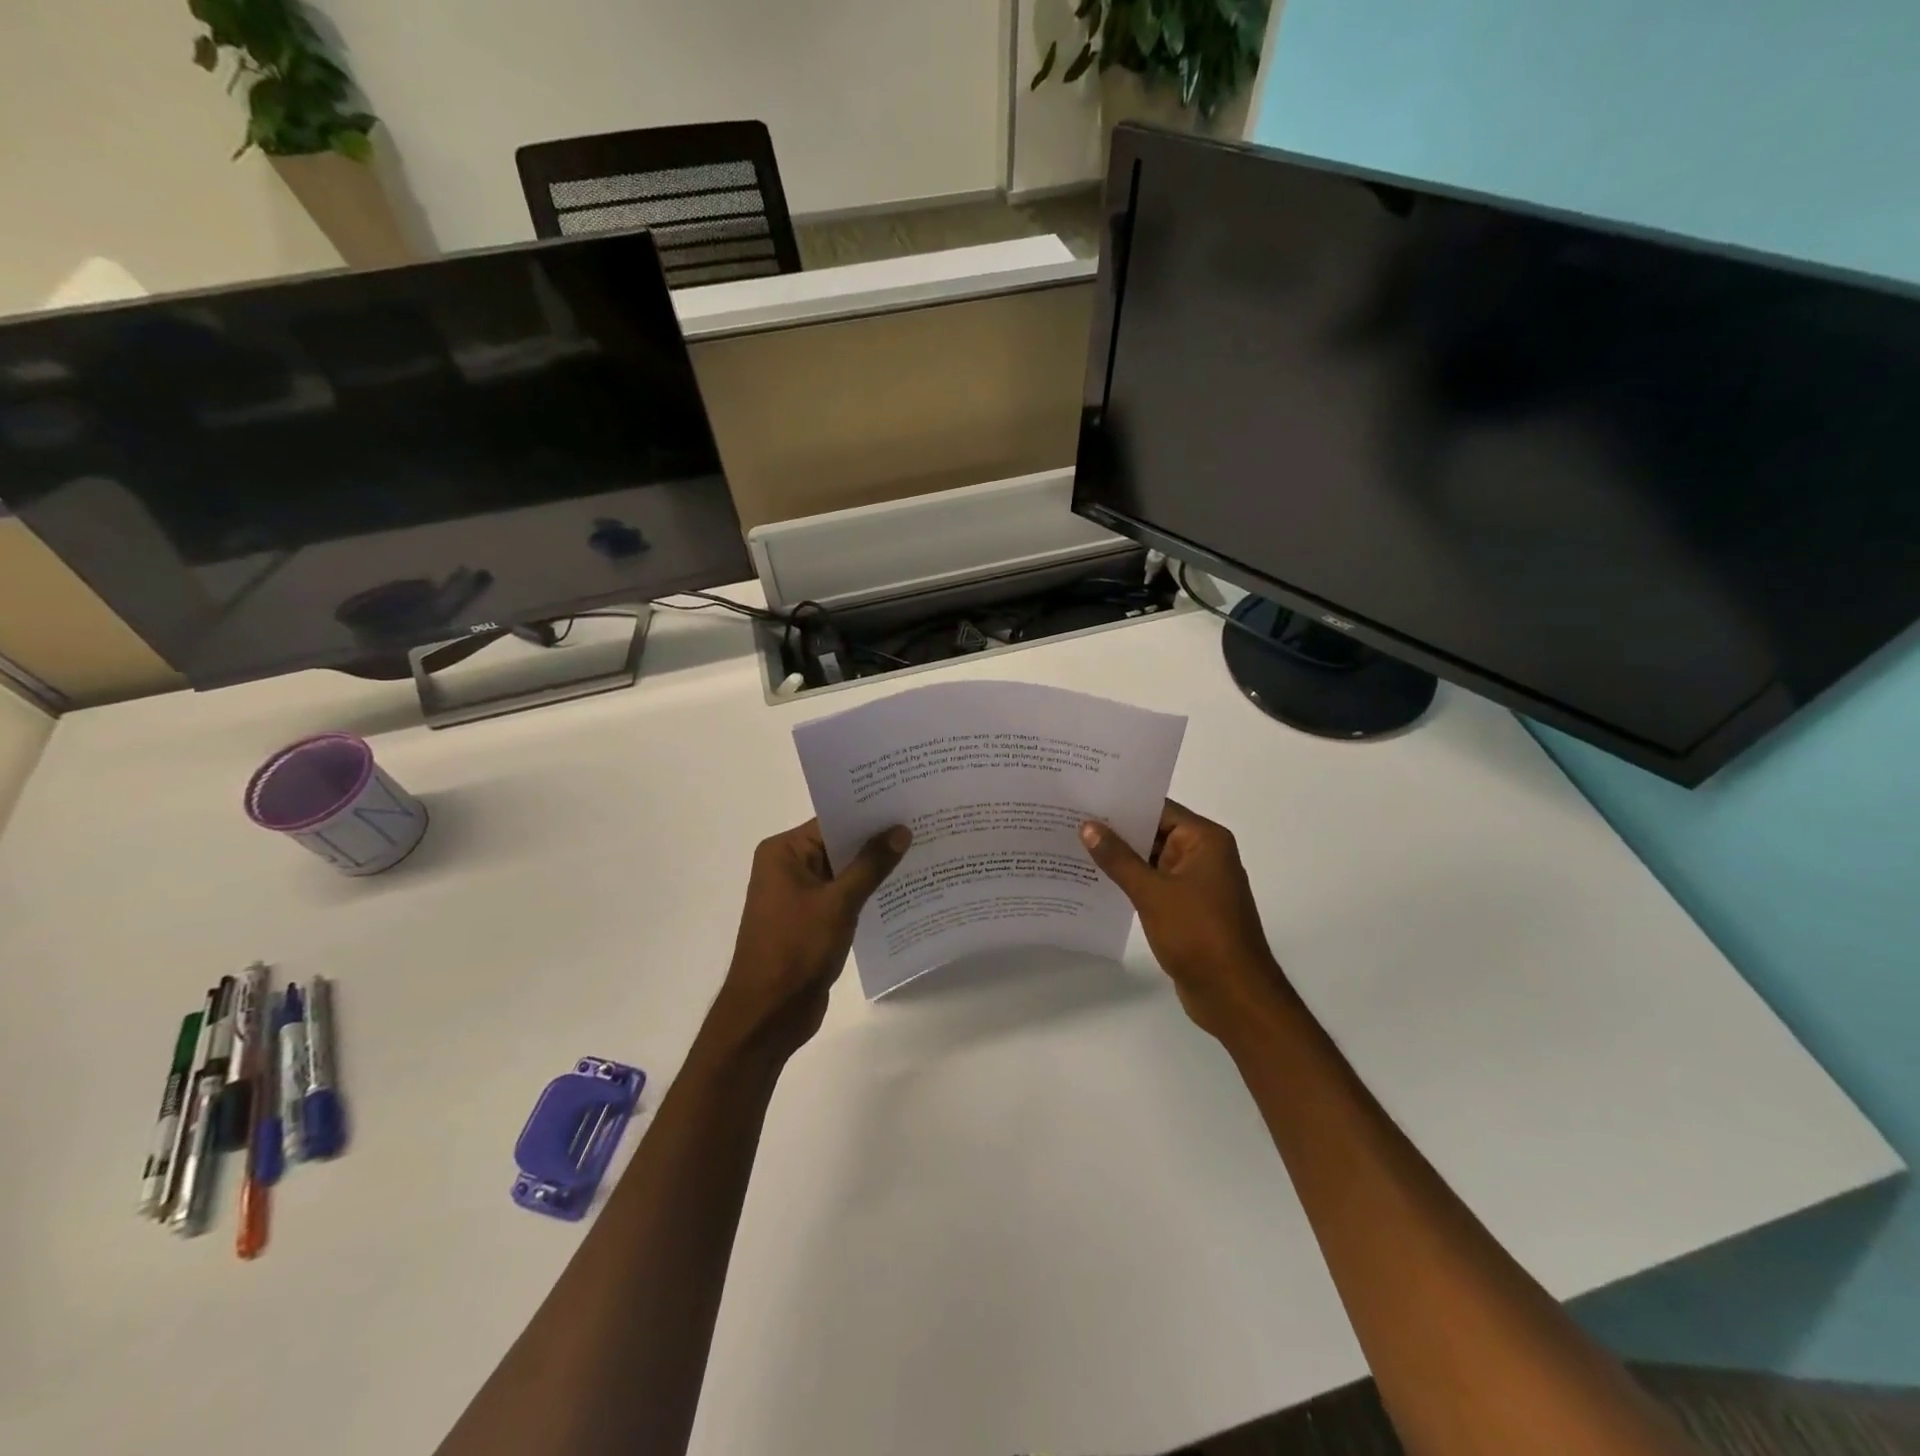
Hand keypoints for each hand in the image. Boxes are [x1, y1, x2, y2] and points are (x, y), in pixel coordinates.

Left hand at [705, 819, 910, 1062]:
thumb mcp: (838, 903)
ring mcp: (800, 896)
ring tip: (923, 853)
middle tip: (924, 825)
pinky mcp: (812, 921)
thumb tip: (900, 831)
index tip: (907, 804)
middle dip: (877, 841)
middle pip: (839, 845)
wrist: (768, 1015)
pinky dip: (868, 894)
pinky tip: (904, 890)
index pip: (832, 821)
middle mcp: (788, 867)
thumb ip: (870, 866)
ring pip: (845, 872)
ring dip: (876, 869)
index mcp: (783, 853)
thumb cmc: (795, 949)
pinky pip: (844, 897)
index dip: (869, 814)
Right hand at [1080, 800, 1292, 1041]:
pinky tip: (1096, 881)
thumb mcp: (1152, 892)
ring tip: (1074, 846)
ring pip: (1152, 860)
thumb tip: (1088, 826)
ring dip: (1120, 858)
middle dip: (1116, 830)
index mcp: (1205, 840)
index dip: (1122, 803)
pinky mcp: (1188, 908)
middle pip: (1154, 832)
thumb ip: (1118, 858)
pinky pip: (1154, 885)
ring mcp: (1196, 883)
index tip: (1084, 797)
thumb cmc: (1198, 934)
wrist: (1234, 995)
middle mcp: (1203, 855)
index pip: (1158, 809)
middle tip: (1070, 819)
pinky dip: (1130, 882)